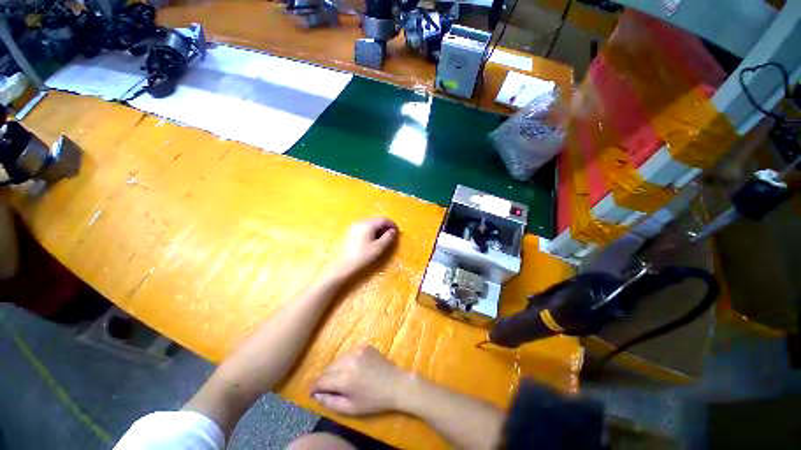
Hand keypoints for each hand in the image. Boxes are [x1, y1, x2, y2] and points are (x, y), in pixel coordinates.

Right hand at [310, 345, 409, 415]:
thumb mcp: (351, 408)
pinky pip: (349, 353)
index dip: (313, 387)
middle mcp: (349, 360)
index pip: (321, 380)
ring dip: (335, 368)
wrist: (396, 384)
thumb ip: (331, 402)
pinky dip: (346, 361)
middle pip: (328, 367)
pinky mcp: (365, 345)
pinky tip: (353, 369)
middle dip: (324, 378)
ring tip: (340, 379)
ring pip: (338, 359)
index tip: (310, 392)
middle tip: (326, 388)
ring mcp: (358, 350)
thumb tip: (317, 395)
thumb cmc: (374, 400)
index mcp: (345, 378)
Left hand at [338, 218, 397, 273]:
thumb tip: (393, 231)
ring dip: (379, 228)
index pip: (383, 219)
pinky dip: (371, 230)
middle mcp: (360, 222)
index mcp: (368, 224)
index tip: (397, 231)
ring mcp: (354, 226)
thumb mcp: (379, 247)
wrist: (344, 265)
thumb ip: (388, 237)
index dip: (391, 224)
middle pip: (376, 220)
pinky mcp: (351, 231)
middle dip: (385, 226)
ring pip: (370, 223)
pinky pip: (365, 227)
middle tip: (391, 235)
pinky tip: (373, 239)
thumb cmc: (363, 256)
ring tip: (383, 238)